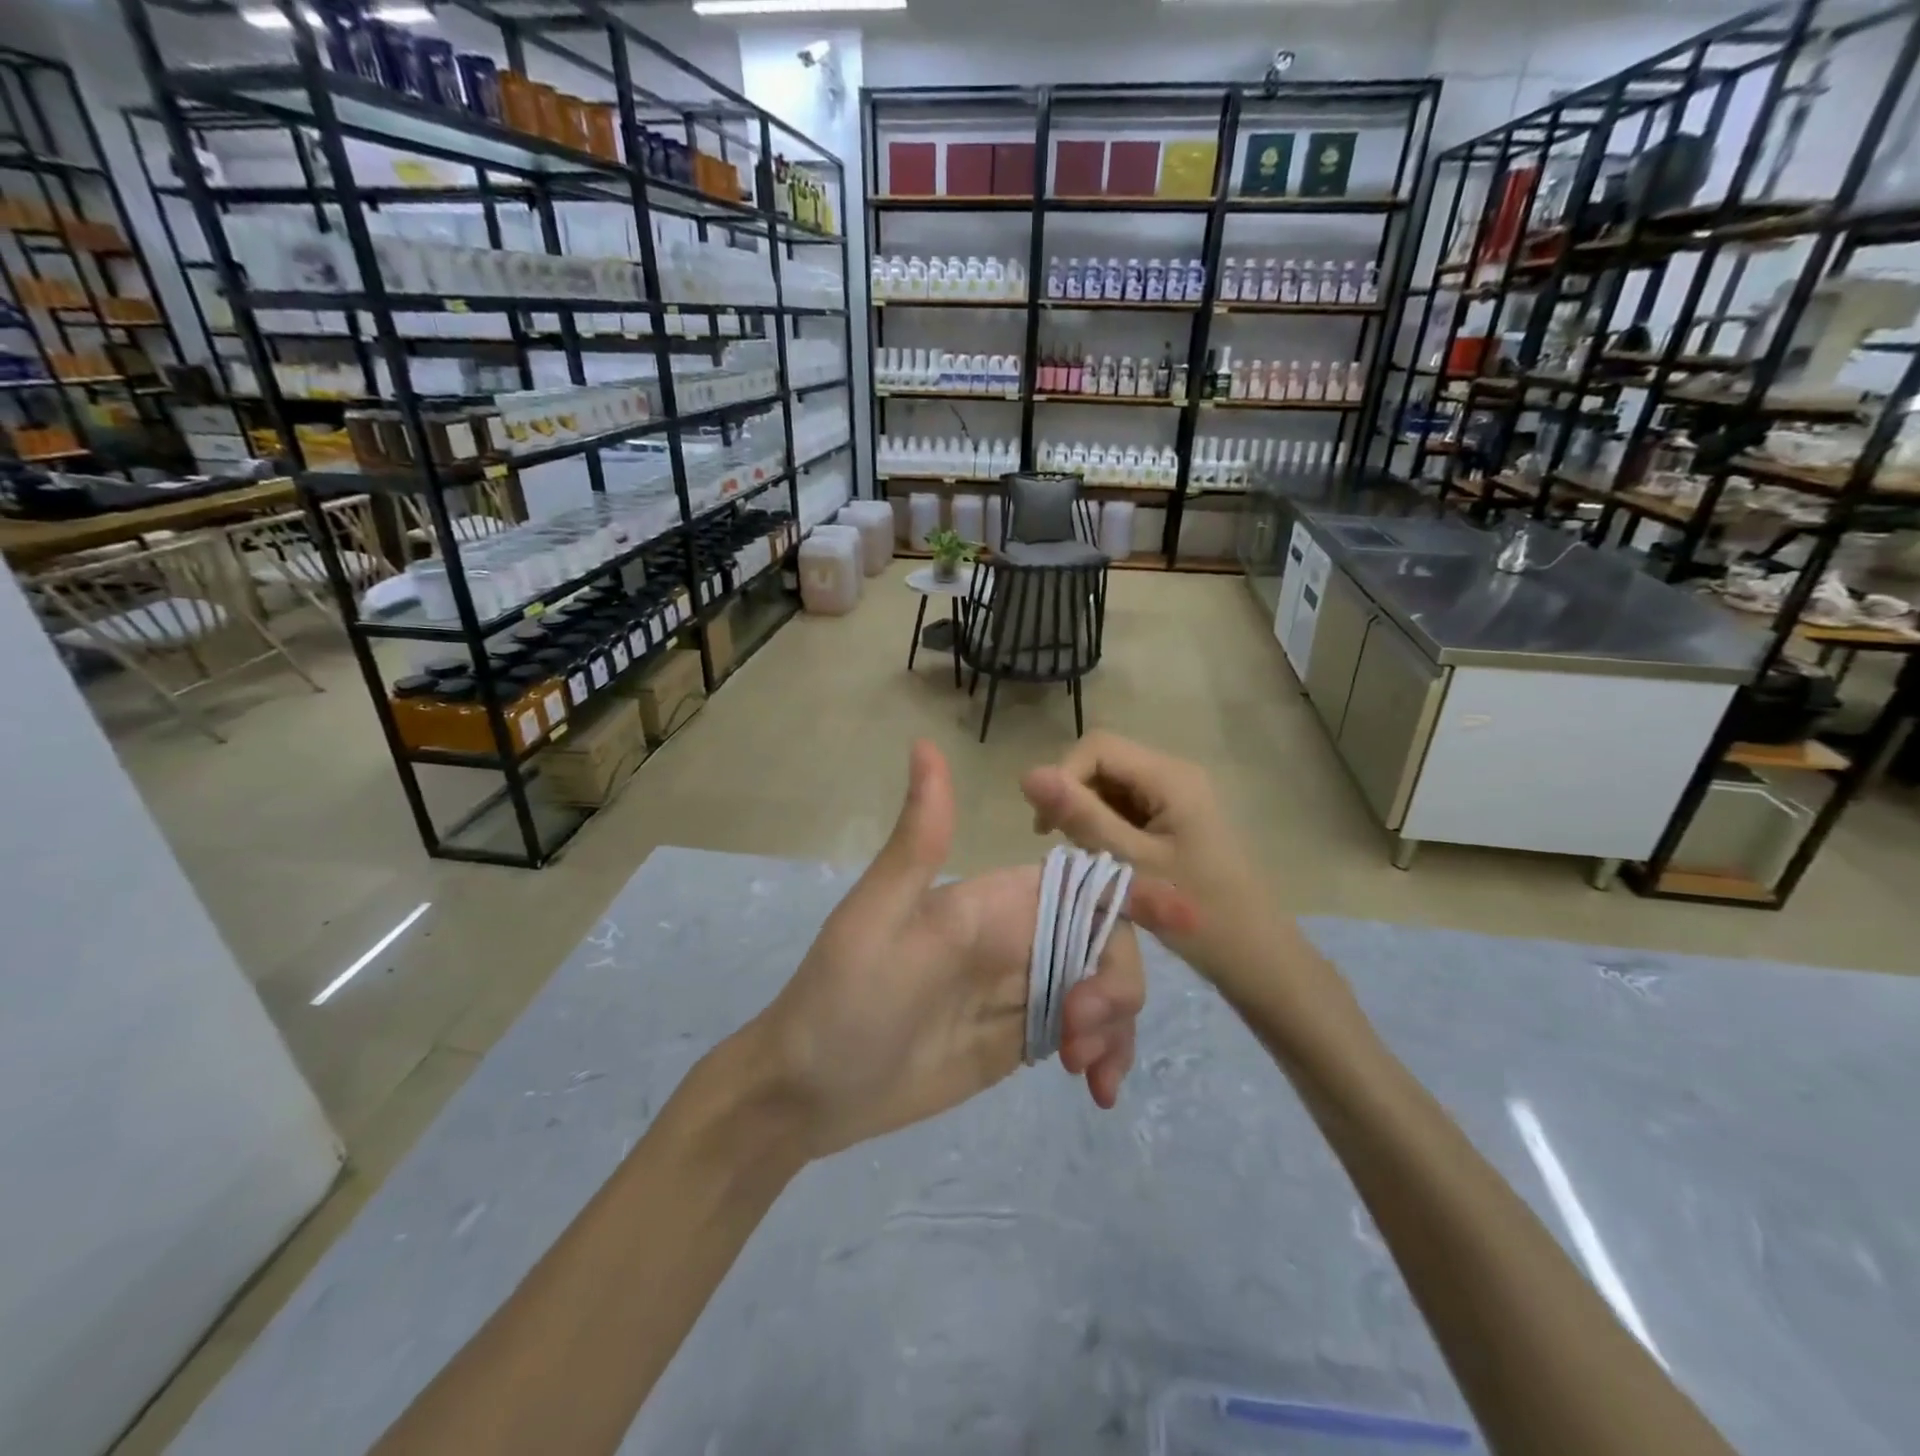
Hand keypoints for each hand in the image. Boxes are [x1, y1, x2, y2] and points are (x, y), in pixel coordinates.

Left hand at [753, 740, 1145, 1161]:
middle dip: (1117, 982)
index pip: (1078, 883)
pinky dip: (1104, 1054)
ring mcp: (1024, 990)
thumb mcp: (879, 917)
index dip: (1134, 891)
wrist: (809, 1090)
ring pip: (1103, 988)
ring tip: (1084, 1070)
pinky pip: (1085, 1035)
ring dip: (1115, 1024)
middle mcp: (1017, 937)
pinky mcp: (1022, 1037)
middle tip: (1081, 1031)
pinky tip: (1094, 1089)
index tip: (1187, 918)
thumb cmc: (843, 996)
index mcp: (993, 900)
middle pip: (1104, 941)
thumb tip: (925, 744)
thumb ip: (920, 840)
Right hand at [1019, 732, 1295, 998]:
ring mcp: (1175, 796)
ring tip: (1084, 858)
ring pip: (1110, 785)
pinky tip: (1103, 860)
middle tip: (1062, 846)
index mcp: (1170, 777)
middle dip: (1073, 797)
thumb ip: (1081, 818)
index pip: (1098, 747)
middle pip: (1103, 762)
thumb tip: (1027, 774)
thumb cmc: (1200, 914)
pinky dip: (1104, 827)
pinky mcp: (1173, 818)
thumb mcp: (1132, 865)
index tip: (1047, 827)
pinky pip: (1124, 806)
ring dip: (1086, 814)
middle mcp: (1173, 774)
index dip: (1063, 776)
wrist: (1257, 958)